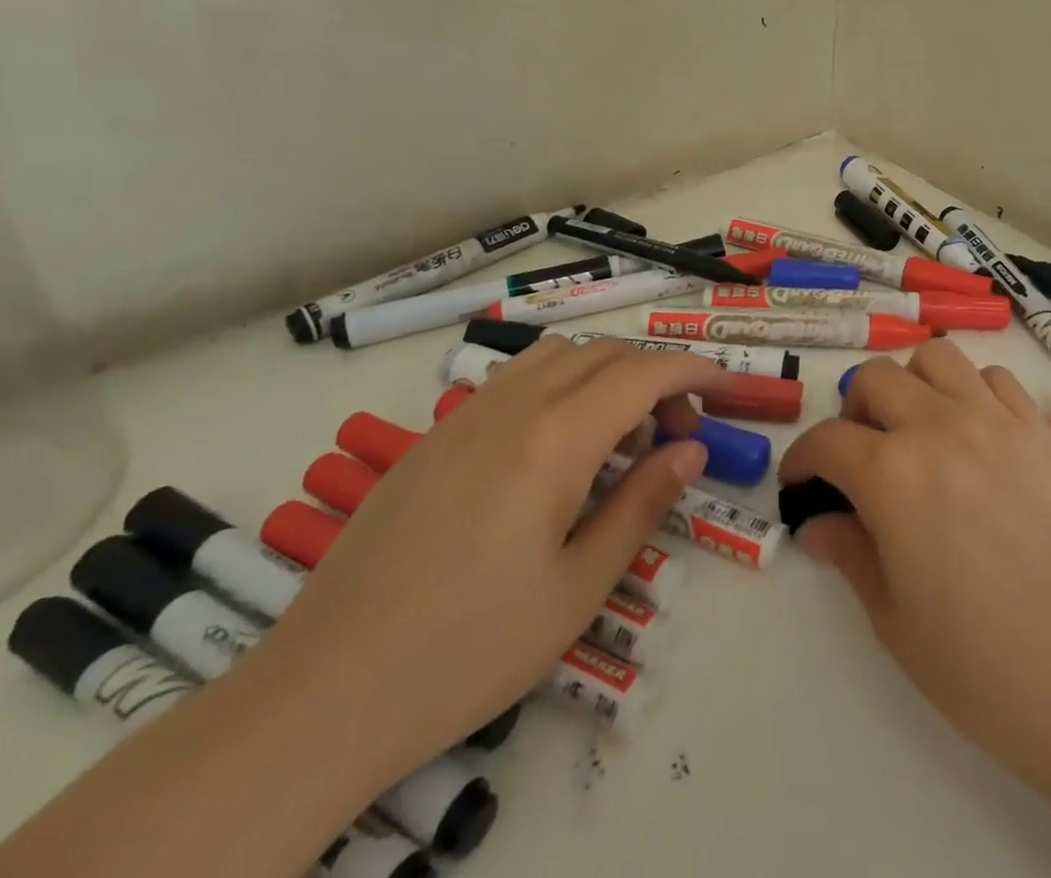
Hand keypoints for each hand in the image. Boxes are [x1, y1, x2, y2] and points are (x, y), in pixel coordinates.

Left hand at [247, 336, 718, 780]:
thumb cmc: (468, 650)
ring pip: (556, 356)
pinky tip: (554, 446)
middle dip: (654, 377)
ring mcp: (464, 416)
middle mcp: (511, 407)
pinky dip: (557, 385)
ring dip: (604, 373)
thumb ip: (642, 505)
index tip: (728, 386)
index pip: (643, 373)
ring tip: (617, 435)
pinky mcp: (433, 438)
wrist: (323, 696)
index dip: (694, 370)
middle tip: (675, 434)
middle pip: (604, 354)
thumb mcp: (578, 588)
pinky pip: (513, 380)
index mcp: (554, 440)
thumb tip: (690, 450)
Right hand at [778, 342, 1050, 798]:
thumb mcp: (896, 622)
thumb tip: (817, 525)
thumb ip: (851, 556)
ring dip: (912, 385)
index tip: (800, 484)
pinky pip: (993, 378)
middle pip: (877, 378)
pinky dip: (970, 391)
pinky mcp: (1040, 430)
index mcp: (893, 475)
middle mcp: (940, 427)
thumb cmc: (987, 669)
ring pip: (936, 358)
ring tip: (916, 432)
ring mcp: (996, 421)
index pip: (827, 440)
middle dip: (854, 412)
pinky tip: (974, 436)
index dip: (802, 459)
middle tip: (859, 459)